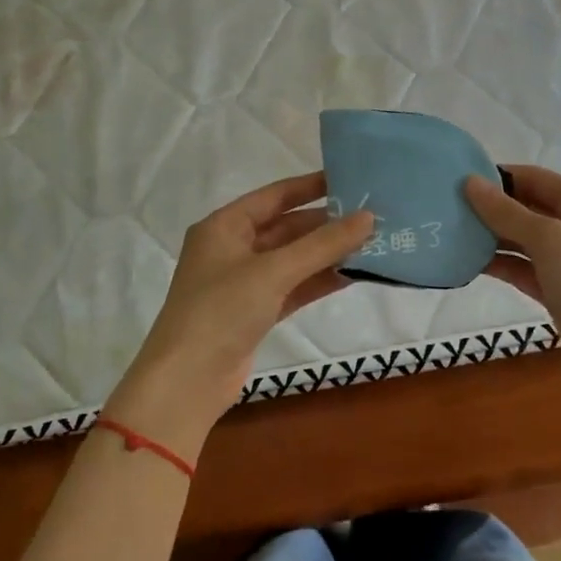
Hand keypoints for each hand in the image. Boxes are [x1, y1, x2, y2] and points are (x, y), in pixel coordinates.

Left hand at [104, 172, 373, 457]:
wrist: (187, 382)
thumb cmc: (221, 311)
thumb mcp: (273, 271)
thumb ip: (322, 244)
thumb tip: (368, 217)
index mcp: (224, 226)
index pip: (274, 196)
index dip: (311, 186)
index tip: (351, 178)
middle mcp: (232, 249)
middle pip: (286, 228)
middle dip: (326, 224)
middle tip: (372, 216)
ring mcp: (243, 283)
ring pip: (293, 260)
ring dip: (327, 254)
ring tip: (372, 243)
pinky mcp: (255, 313)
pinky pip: (293, 287)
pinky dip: (319, 281)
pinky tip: (353, 274)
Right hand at [465, 166, 560, 459]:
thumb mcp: (550, 240)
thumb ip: (507, 212)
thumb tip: (469, 182)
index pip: (534, 178)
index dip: (498, 176)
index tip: (456, 178)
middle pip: (526, 207)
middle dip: (490, 207)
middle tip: (445, 207)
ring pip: (522, 239)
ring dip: (490, 237)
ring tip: (448, 233)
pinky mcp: (557, 289)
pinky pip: (521, 268)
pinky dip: (498, 264)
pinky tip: (466, 262)